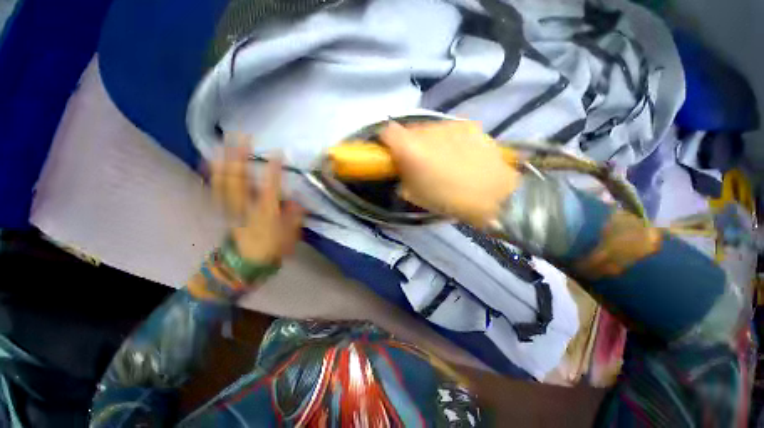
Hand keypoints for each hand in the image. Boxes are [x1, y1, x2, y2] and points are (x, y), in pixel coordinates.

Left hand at [210, 136, 304, 263]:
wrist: (247, 263)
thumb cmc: (272, 248)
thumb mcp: (290, 236)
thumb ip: (294, 218)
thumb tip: (297, 202)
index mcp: (266, 213)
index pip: (271, 187)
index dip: (274, 169)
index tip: (278, 153)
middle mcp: (246, 207)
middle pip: (240, 180)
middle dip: (240, 157)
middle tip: (242, 138)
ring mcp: (231, 209)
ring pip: (224, 183)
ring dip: (224, 162)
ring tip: (224, 143)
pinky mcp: (223, 211)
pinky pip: (215, 191)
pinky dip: (211, 176)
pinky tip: (208, 163)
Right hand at [379, 121, 520, 226]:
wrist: (491, 195)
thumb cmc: (446, 199)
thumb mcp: (413, 196)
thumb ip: (402, 178)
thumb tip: (403, 170)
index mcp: (409, 148)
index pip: (387, 131)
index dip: (386, 141)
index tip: (391, 153)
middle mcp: (426, 130)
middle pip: (409, 130)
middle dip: (409, 143)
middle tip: (419, 161)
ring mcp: (449, 125)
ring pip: (430, 129)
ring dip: (429, 141)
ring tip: (442, 159)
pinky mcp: (469, 125)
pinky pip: (450, 130)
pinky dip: (448, 140)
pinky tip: (460, 155)